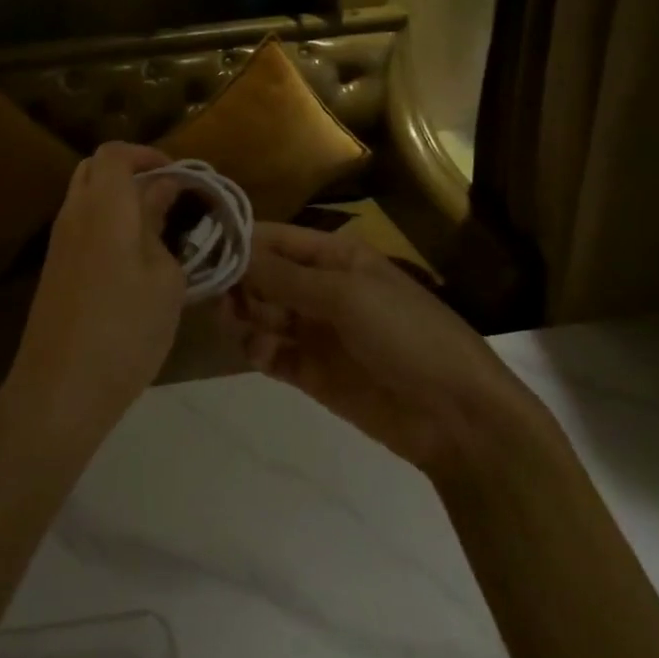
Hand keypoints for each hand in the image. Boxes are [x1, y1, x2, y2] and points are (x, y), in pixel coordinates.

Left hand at [0, 143, 186, 450]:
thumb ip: (161, 227)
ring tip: (157, 226)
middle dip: (132, 171)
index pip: (115, 153)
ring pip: (86, 196)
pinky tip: (134, 254)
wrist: (61, 387)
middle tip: (168, 195)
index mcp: (103, 205)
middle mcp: (74, 212)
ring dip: (119, 198)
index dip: (148, 154)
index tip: (180, 175)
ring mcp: (59, 240)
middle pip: (96, 168)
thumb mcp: (164, 279)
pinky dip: (107, 221)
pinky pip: (81, 223)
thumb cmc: (125, 329)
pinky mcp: (55, 267)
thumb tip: (161, 195)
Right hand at [228, 223, 551, 481]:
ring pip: (259, 313)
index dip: (240, 242)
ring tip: (238, 326)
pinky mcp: (310, 371)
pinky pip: (268, 352)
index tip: (202, 249)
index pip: (275, 239)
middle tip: (220, 297)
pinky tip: (260, 354)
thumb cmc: (406, 335)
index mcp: (334, 257)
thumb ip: (284, 276)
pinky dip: (256, 350)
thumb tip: (232, 250)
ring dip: (243, 316)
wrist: (457, 418)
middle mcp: (319, 287)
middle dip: (238, 282)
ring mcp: (314, 331)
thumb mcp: (345, 295)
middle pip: (261, 275)